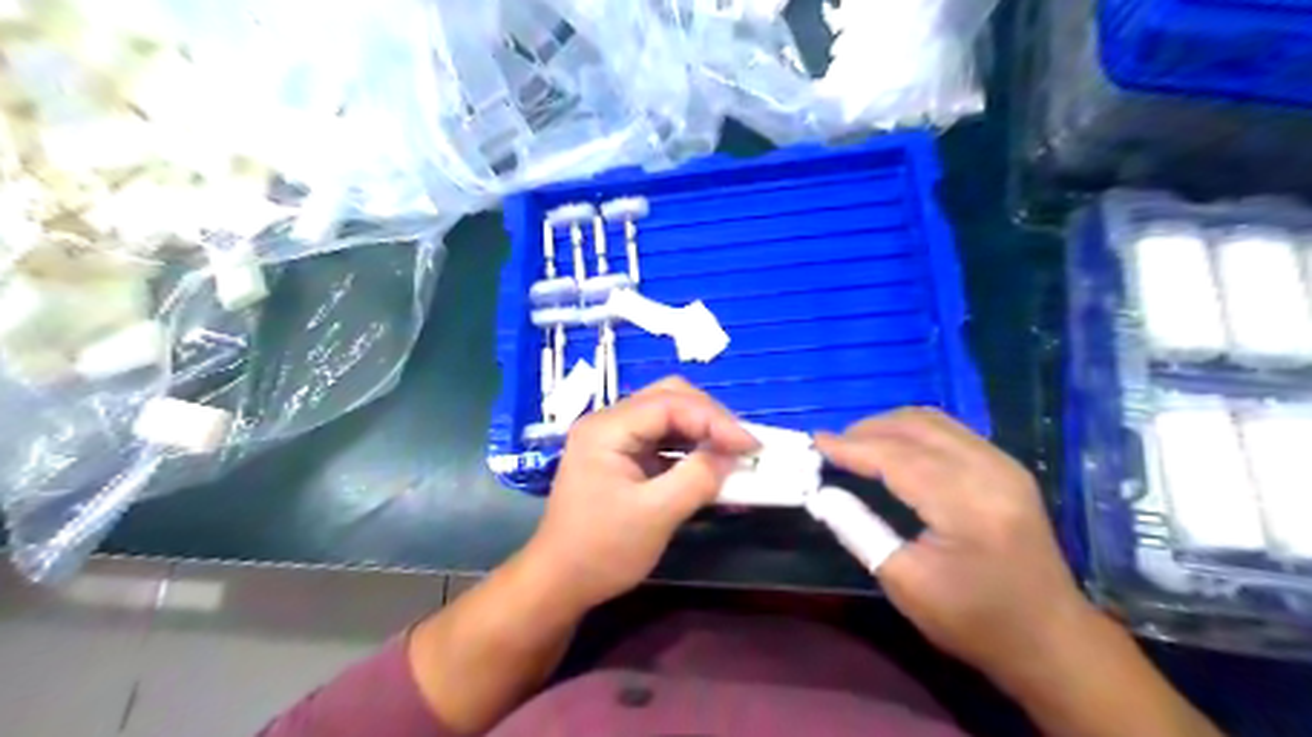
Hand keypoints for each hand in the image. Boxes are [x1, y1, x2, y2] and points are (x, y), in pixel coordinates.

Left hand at [527, 377, 759, 613]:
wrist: (559, 583)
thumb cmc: (601, 550)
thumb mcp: (656, 516)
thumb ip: (697, 478)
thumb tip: (731, 456)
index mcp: (607, 428)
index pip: (670, 404)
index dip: (715, 419)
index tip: (751, 446)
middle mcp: (609, 422)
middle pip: (669, 397)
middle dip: (709, 417)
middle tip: (741, 444)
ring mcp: (614, 438)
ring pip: (668, 415)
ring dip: (702, 430)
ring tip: (732, 452)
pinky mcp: (622, 456)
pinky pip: (663, 439)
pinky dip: (690, 447)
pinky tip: (710, 464)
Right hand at [816, 410, 1099, 677]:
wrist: (1050, 638)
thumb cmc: (973, 620)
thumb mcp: (904, 583)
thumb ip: (858, 530)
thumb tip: (821, 494)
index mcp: (967, 504)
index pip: (897, 457)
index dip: (852, 447)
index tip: (815, 442)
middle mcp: (990, 471)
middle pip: (916, 427)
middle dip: (867, 430)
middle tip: (832, 446)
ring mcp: (1003, 464)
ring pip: (934, 421)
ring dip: (889, 426)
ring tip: (856, 444)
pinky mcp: (1007, 467)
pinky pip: (950, 431)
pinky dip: (913, 432)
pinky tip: (894, 448)